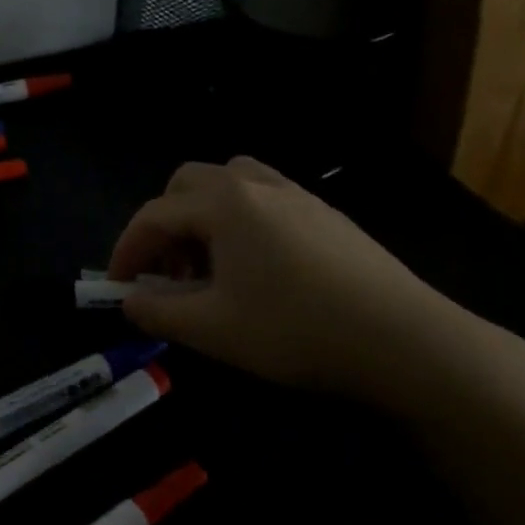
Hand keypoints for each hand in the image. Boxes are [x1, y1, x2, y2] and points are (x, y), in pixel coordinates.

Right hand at [107, 157, 470, 403]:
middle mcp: (255, 185)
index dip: (127, 250)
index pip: (154, 216)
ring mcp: (296, 195)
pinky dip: (240, 221)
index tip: (117, 287)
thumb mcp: (212, 329)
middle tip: (166, 272)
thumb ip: (158, 311)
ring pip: (229, 183)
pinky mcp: (327, 215)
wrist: (407, 341)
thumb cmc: (296, 329)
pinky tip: (257, 268)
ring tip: (209, 265)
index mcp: (223, 203)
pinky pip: (264, 199)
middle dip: (164, 225)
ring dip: (202, 216)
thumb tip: (129, 300)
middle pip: (187, 184)